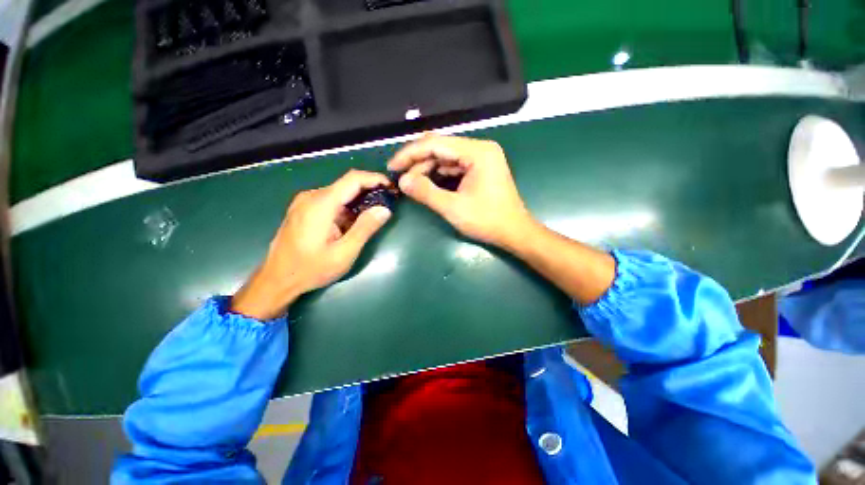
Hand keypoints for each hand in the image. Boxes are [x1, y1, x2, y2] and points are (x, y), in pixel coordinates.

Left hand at [231, 170, 392, 319]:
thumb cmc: (311, 269)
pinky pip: (331, 200)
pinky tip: (353, 222)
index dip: (375, 179)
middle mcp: (311, 196)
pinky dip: (346, 207)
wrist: (277, 279)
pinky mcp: (303, 209)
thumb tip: (385, 209)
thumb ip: (365, 228)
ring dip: (358, 201)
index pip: (353, 179)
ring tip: (374, 215)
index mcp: (321, 204)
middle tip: (387, 204)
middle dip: (370, 191)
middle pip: (347, 184)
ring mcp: (305, 202)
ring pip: (339, 193)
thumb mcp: (344, 253)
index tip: (391, 187)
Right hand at [388, 134, 533, 248]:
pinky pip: (454, 167)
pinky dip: (438, 175)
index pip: (436, 144)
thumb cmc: (487, 221)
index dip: (410, 154)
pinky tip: (426, 183)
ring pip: (446, 158)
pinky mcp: (480, 170)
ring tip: (410, 182)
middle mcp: (480, 149)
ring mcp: (481, 159)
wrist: (514, 233)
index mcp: (477, 152)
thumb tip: (402, 181)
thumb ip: (426, 192)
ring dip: (427, 169)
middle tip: (400, 178)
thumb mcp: (453, 208)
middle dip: (418, 162)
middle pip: (441, 148)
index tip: (392, 166)